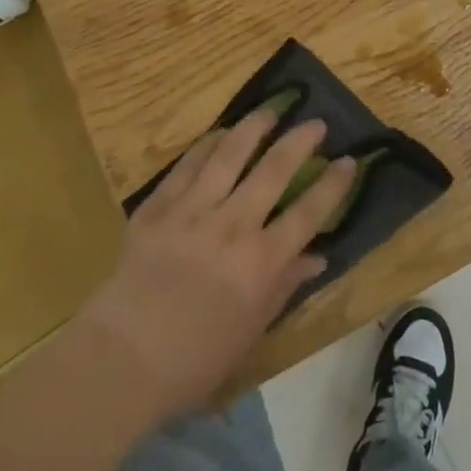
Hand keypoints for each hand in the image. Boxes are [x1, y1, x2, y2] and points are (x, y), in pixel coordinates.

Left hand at [79, 110, 356, 419]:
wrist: (121, 360)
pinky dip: (208, 145)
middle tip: (316, 123)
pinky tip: (221, 134)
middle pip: (274, 171)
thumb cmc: (194, 359)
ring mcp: (192, 211)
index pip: (309, 212)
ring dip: (255, 128)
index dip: (333, 184)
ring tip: (271, 111)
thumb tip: (317, 258)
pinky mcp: (158, 207)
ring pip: (230, 155)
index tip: (350, 161)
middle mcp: (232, 226)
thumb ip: (285, 286)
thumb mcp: (252, 330)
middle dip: (300, 142)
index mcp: (261, 262)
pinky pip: (187, 165)